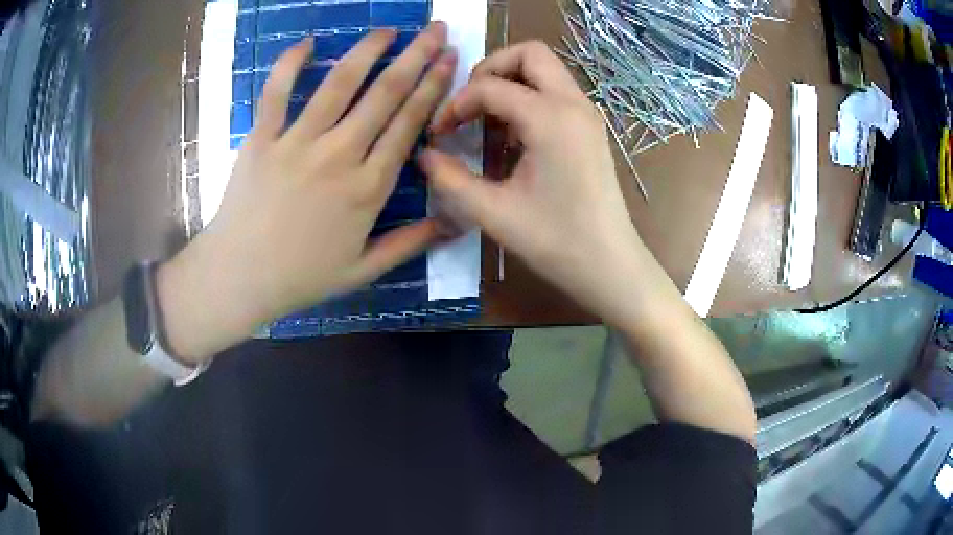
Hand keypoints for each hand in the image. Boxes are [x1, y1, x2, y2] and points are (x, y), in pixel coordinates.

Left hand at [158, 24, 457, 362]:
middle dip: (415, 56)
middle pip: (384, 95)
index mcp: (368, 188)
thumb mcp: (362, 270)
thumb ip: (409, 244)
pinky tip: (308, 43)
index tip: (449, 61)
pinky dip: (289, 64)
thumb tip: (454, 225)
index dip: (432, 88)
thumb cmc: (301, 276)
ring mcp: (297, 143)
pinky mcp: (262, 139)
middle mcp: (339, 156)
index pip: (409, 124)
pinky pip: (276, 92)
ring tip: (389, 29)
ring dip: (367, 51)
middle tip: (435, 30)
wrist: (240, 277)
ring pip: (339, 84)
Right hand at [422, 42, 652, 325]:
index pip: (490, 86)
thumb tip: (424, 156)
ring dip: (511, 82)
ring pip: (545, 70)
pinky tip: (514, 138)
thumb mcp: (494, 213)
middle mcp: (573, 104)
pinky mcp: (590, 128)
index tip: (438, 134)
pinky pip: (556, 92)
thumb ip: (452, 180)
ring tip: (487, 122)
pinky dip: (529, 98)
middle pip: (529, 53)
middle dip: (490, 69)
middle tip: (468, 105)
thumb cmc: (556, 242)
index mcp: (550, 118)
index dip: (456, 105)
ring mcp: (587, 114)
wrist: (610, 266)